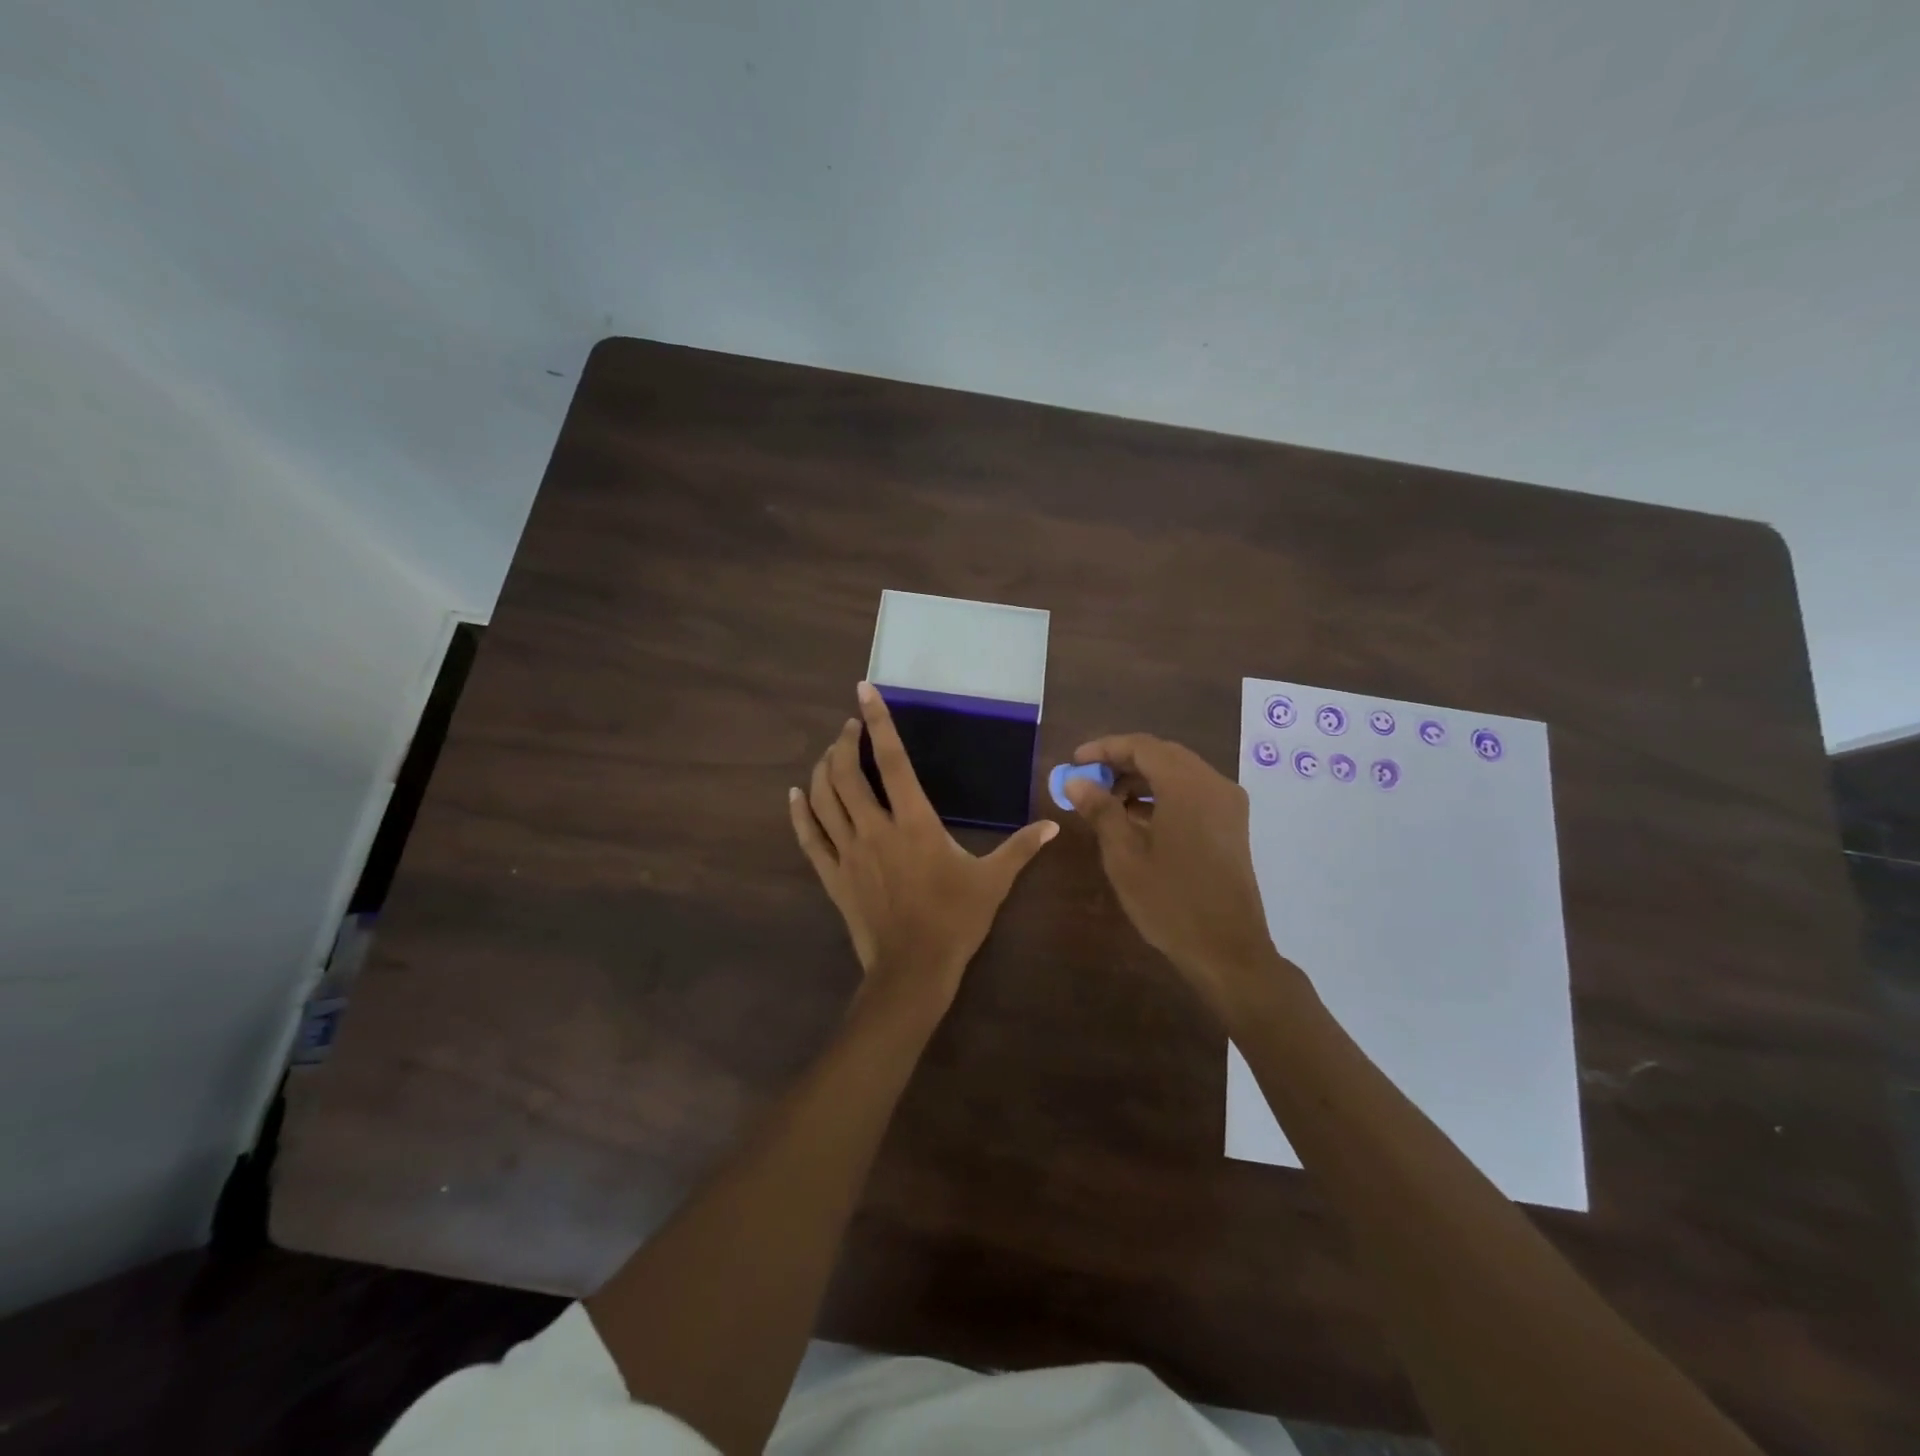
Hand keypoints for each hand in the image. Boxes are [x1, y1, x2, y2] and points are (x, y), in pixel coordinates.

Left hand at [790, 683, 1057, 1013]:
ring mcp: (848, 852)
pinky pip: (810, 836)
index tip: (863, 692)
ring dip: (823, 769)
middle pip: (846, 774)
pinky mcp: (833, 875)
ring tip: (831, 753)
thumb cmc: (955, 920)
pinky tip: (796, 795)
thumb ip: (1020, 847)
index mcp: (914, 822)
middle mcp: (875, 828)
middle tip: (849, 727)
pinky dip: (801, 812)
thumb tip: (1053, 825)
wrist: (913, 969)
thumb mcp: (993, 881)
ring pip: (824, 799)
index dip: (878, 723)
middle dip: (844, 742)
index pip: (892, 761)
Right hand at [1064, 734, 1290, 1016]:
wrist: (1228, 951)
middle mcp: (1213, 784)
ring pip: (1178, 772)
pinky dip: (1162, 795)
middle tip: (1088, 779)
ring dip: (1142, 779)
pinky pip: (1192, 792)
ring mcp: (1227, 804)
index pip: (1142, 746)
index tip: (1075, 760)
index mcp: (1188, 786)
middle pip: (1162, 755)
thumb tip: (1076, 780)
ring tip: (1106, 801)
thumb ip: (1100, 810)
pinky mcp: (1231, 824)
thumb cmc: (1170, 903)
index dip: (1105, 748)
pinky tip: (1136, 818)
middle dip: (1122, 762)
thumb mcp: (1124, 856)